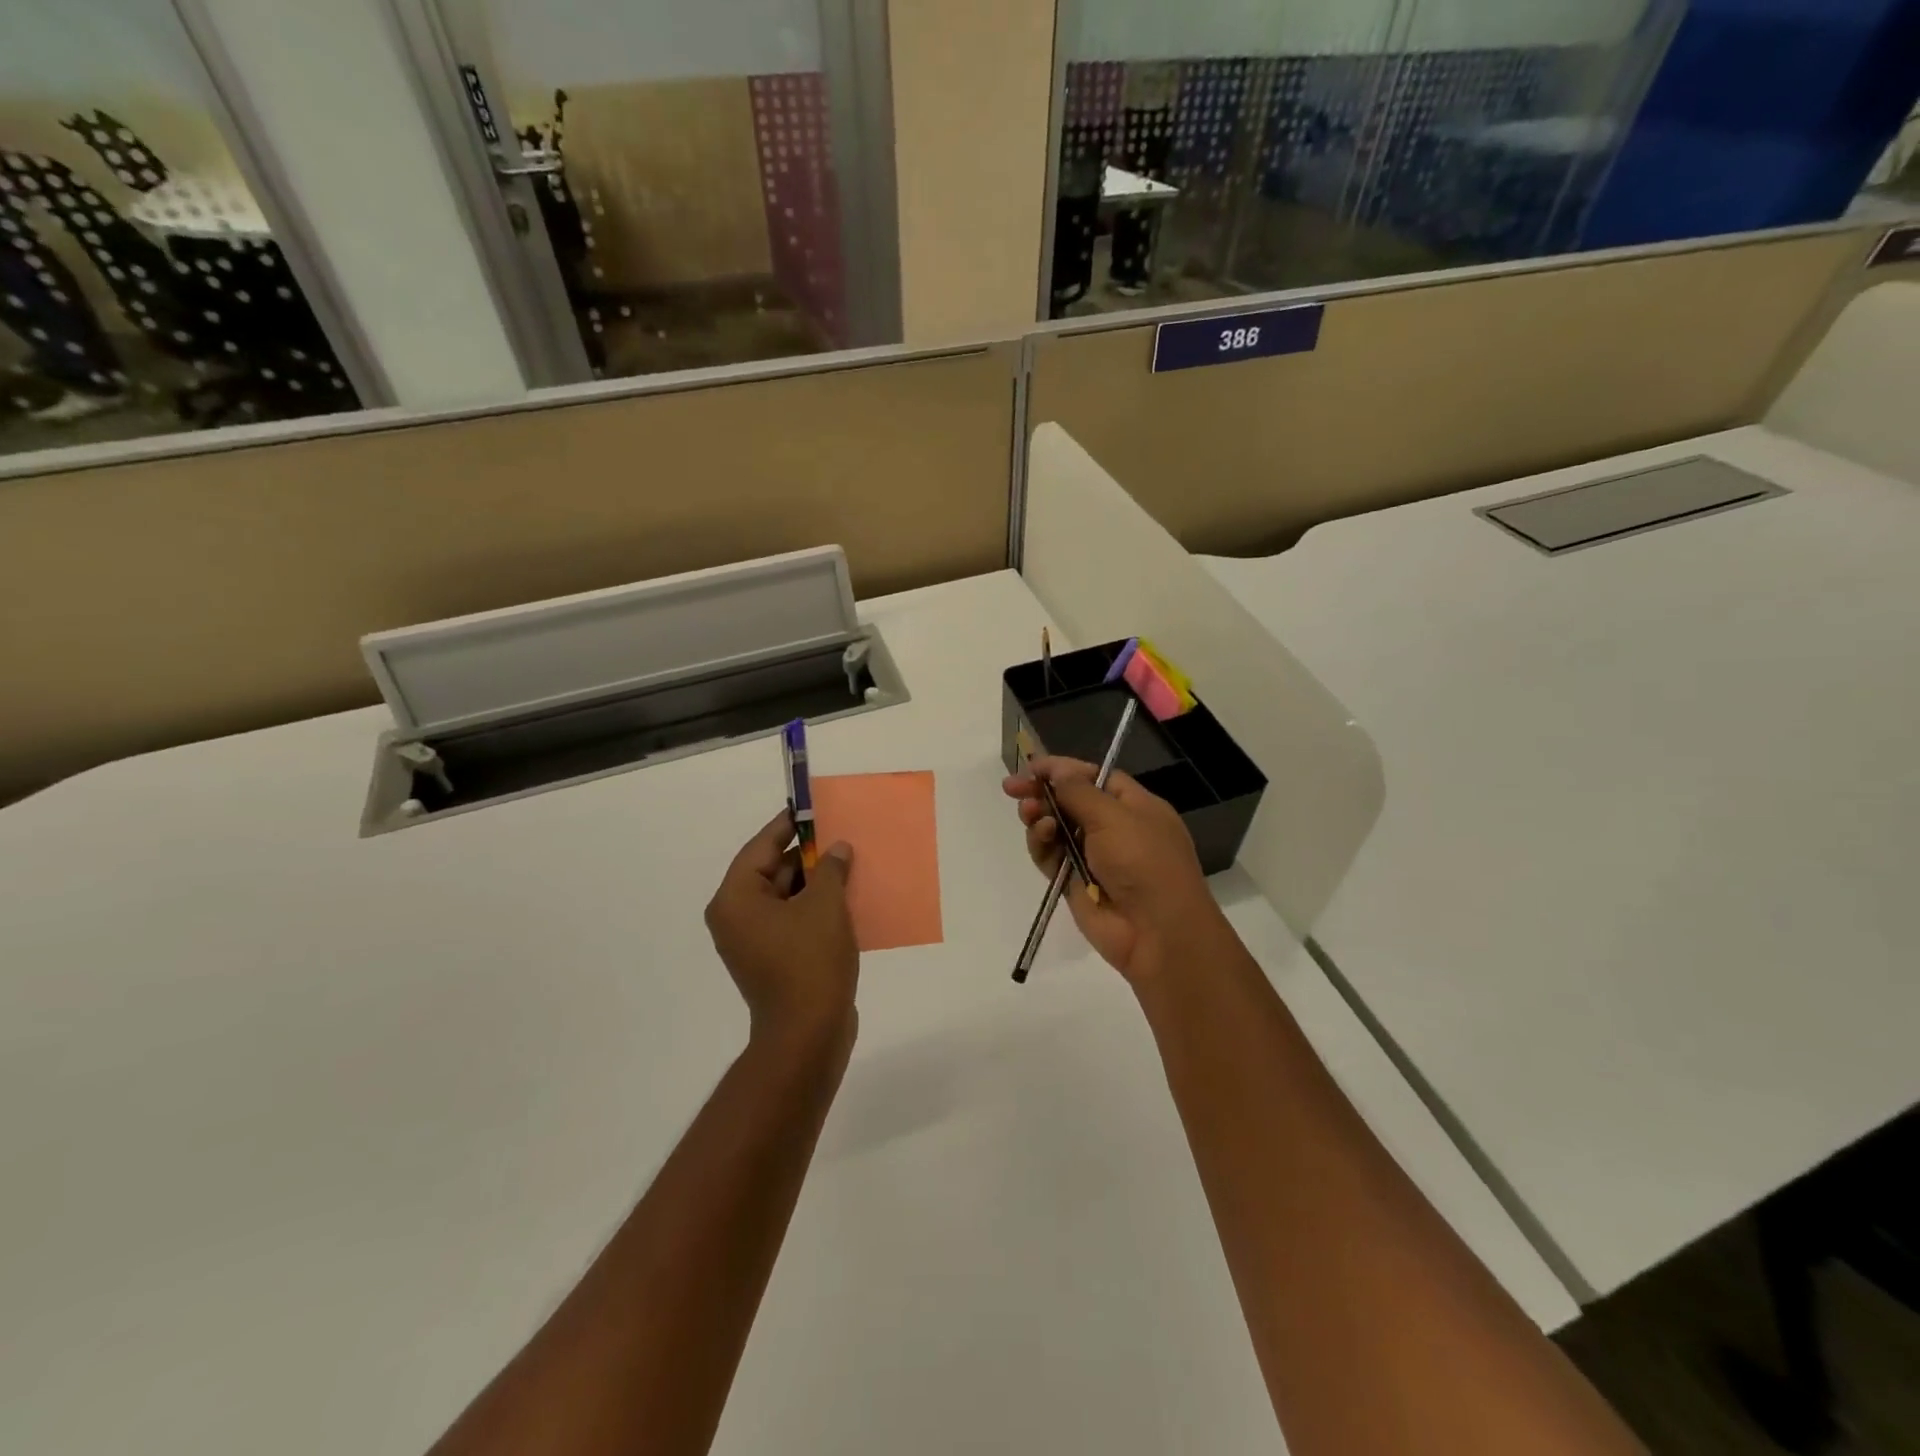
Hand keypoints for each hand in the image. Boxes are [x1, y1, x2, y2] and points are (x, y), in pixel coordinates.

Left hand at [705, 810, 858, 1051]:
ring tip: (849, 863)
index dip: (788, 825)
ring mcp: (754, 941)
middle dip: (807, 855)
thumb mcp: (825, 905)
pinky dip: (816, 907)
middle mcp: (737, 917)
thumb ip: (829, 868)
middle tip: (839, 836)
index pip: (760, 847)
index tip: (811, 808)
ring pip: (786, 896)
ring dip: (815, 882)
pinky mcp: (773, 959)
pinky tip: (847, 897)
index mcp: (736, 899)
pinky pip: (793, 920)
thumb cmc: (810, 961)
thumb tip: (836, 849)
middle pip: (772, 871)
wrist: (808, 1034)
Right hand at [1003, 757, 1227, 987]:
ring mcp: (1094, 856)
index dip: (1063, 769)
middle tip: (1012, 788)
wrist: (1156, 932)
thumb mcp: (1114, 817)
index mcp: (1135, 806)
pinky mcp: (1076, 881)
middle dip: (1042, 792)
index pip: (1094, 777)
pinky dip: (1042, 845)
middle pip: (1070, 801)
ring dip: (1040, 817)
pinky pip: (1051, 856)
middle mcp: (1115, 828)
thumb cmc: (1143, 862)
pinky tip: (1040, 837)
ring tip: (1029, 814)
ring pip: (1056, 828)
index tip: (1032, 766)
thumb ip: (1079, 791)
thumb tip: (1058, 770)